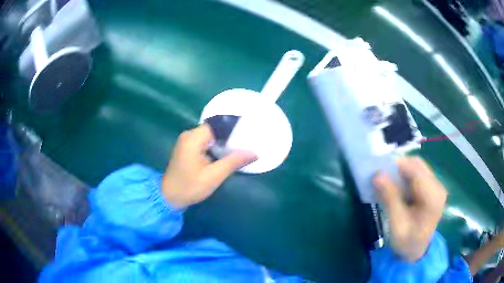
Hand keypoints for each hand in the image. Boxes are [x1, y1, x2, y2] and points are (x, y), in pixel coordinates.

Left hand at [161, 124, 256, 209]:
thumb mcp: (213, 176)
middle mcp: (189, 135)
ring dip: (223, 142)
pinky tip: (226, 154)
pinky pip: (205, 143)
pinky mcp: (187, 149)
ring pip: (210, 136)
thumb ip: (233, 161)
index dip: (233, 128)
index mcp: (193, 138)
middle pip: (214, 130)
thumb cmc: (190, 187)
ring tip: (241, 147)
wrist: (169, 198)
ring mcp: (187, 142)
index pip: (217, 125)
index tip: (248, 131)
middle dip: (230, 136)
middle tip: (248, 141)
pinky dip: (216, 147)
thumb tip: (254, 153)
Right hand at [373, 156, 446, 261]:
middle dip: (399, 167)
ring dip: (401, 171)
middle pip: (418, 165)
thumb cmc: (407, 241)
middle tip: (382, 176)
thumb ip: (389, 198)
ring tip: (388, 182)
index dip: (398, 165)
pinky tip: (397, 187)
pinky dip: (405, 176)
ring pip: (417, 167)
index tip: (379, 169)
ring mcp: (436, 186)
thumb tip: (377, 175)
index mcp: (433, 196)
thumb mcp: (396, 223)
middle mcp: (438, 186)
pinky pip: (418, 174)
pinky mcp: (431, 188)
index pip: (416, 170)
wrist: (415, 251)